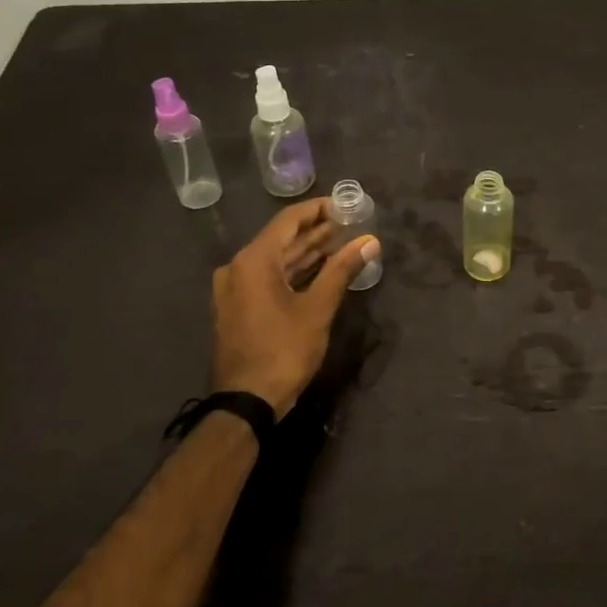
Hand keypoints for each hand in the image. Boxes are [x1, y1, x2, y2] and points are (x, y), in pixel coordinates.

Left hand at [210, 199, 379, 417]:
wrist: (246, 401)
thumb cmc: (283, 350)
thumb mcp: (318, 309)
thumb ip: (342, 270)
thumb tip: (371, 241)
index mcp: (253, 261)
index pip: (289, 220)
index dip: (318, 209)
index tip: (346, 205)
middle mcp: (238, 268)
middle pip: (281, 239)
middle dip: (316, 231)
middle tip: (350, 224)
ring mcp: (235, 289)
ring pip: (276, 260)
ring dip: (307, 252)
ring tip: (342, 243)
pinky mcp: (239, 307)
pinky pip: (269, 277)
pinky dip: (294, 271)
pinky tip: (320, 270)